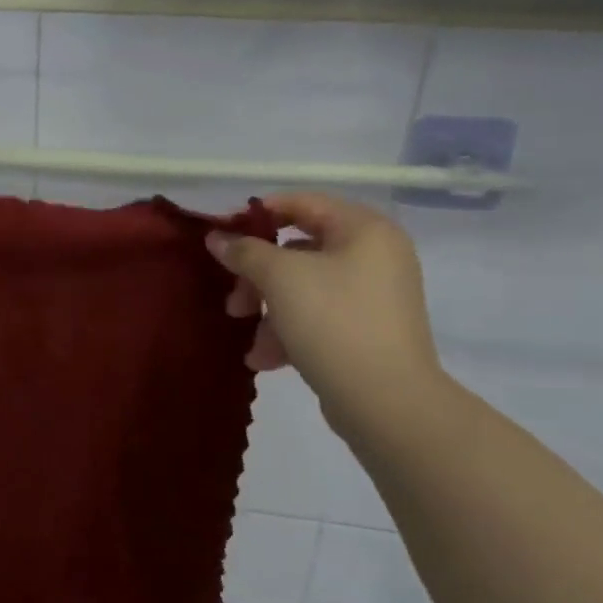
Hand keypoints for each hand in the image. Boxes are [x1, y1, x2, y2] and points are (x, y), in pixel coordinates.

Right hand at [206, 194, 441, 433]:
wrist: (386, 400)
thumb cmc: (333, 321)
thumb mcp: (280, 278)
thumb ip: (245, 252)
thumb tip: (217, 238)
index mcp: (365, 229)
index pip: (303, 203)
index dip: (258, 215)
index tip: (222, 236)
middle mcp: (376, 255)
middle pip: (299, 251)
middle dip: (258, 277)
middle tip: (234, 302)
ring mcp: (374, 296)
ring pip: (304, 289)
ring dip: (269, 311)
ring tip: (251, 341)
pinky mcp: (368, 331)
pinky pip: (319, 318)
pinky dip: (290, 332)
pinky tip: (266, 360)